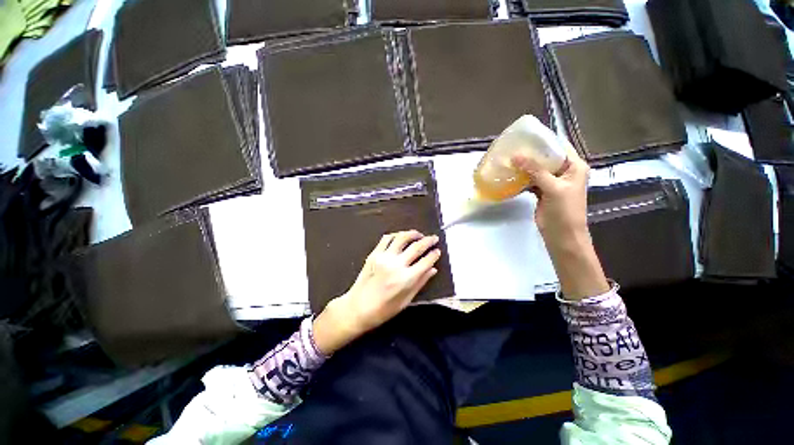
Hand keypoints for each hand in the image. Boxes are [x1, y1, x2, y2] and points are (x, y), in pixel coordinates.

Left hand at [313, 230, 440, 354]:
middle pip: (416, 247)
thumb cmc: (383, 310)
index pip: (426, 261)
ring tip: (419, 234)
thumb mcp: (406, 300)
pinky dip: (396, 235)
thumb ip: (420, 283)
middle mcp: (397, 265)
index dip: (434, 255)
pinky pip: (386, 239)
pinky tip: (400, 237)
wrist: (357, 308)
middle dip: (428, 240)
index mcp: (406, 279)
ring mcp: (384, 257)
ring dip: (413, 234)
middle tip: (434, 238)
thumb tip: (433, 270)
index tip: (437, 251)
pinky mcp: (374, 254)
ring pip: (402, 238)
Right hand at [512, 143, 588, 244]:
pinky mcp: (543, 192)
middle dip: (530, 154)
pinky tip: (511, 175)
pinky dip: (522, 179)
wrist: (562, 235)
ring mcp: (553, 182)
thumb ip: (536, 171)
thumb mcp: (553, 188)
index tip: (526, 136)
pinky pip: (531, 181)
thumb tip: (517, 156)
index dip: (544, 141)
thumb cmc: (564, 211)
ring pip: (537, 170)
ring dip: (524, 167)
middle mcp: (565, 172)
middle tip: (512, 148)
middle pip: (547, 158)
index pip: (560, 147)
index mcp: (575, 167)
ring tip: (508, 160)